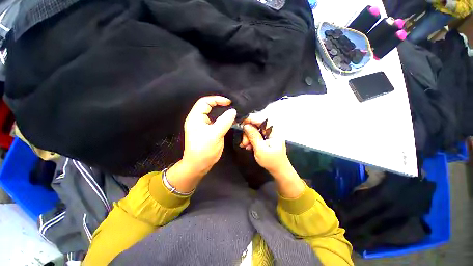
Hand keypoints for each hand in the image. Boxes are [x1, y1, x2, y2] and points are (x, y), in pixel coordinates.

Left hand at [182, 96, 236, 177]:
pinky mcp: (208, 131)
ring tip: (233, 113)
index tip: (229, 102)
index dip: (217, 99)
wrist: (198, 165)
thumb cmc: (204, 150)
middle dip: (220, 105)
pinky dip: (223, 120)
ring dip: (222, 112)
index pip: (205, 102)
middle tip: (232, 106)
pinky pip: (216, 122)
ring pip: (213, 114)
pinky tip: (230, 121)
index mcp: (195, 118)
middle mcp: (198, 120)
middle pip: (208, 106)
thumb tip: (233, 111)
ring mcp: (203, 126)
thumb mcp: (215, 135)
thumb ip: (224, 121)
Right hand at [240, 118, 292, 177]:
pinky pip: (255, 135)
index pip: (261, 119)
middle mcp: (271, 130)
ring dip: (248, 137)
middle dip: (248, 132)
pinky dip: (250, 139)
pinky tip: (248, 146)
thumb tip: (246, 126)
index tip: (241, 123)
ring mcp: (268, 134)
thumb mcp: (261, 149)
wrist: (278, 170)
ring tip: (245, 145)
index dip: (250, 119)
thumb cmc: (272, 161)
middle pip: (256, 124)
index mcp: (274, 131)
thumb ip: (253, 136)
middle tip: (244, 142)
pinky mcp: (265, 138)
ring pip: (254, 129)